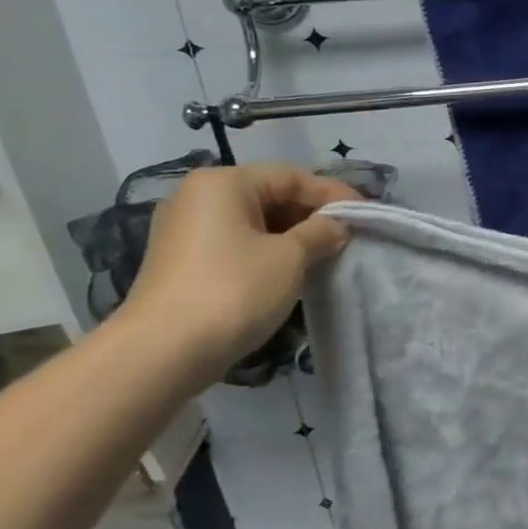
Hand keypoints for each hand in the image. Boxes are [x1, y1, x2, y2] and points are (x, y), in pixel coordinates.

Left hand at [122, 163, 356, 379]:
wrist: (163, 352)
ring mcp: (185, 230)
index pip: (292, 176)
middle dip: (312, 215)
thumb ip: (321, 233)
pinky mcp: (182, 262)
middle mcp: (198, 197)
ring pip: (254, 222)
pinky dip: (268, 252)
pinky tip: (291, 272)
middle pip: (270, 195)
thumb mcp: (290, 257)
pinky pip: (236, 244)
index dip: (333, 194)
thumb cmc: (234, 290)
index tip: (364, 215)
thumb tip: (338, 226)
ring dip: (292, 236)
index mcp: (223, 182)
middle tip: (348, 237)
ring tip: (325, 256)